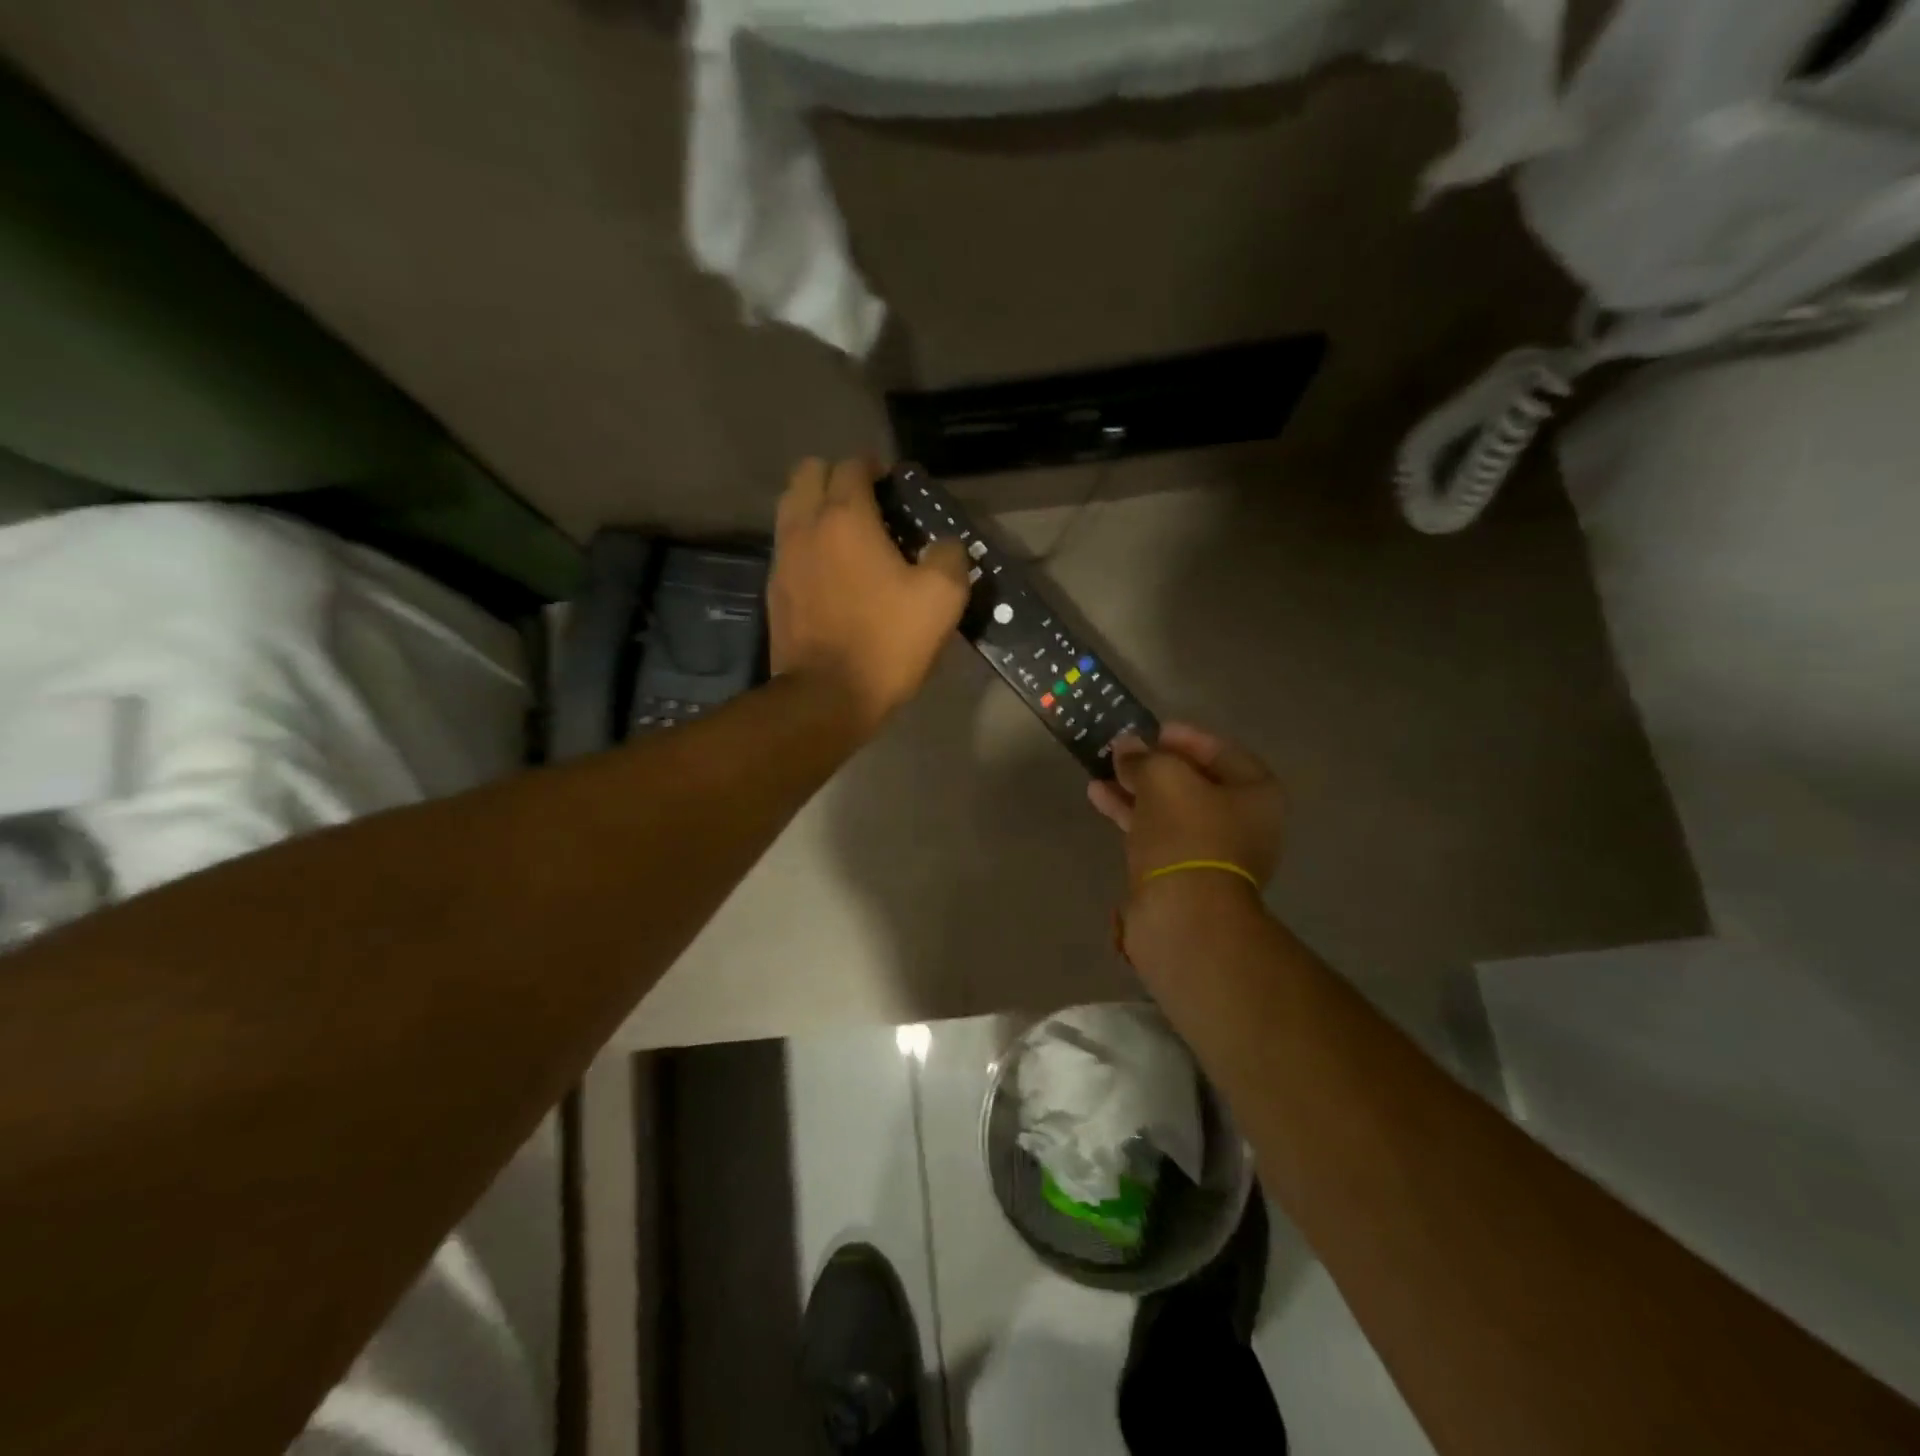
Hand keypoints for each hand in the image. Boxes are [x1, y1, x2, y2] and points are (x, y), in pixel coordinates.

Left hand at [769, 458, 969, 734]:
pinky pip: (787, 545)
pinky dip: (806, 541)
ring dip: (816, 506)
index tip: (894, 485)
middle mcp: (805, 526)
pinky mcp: (774, 590)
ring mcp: (782, 558)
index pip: (852, 466)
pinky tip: (830, 570)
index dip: (875, 467)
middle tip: (867, 504)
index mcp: (845, 518)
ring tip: (847, 535)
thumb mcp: (942, 599)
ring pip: (791, 506)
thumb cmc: (886, 642)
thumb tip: (943, 544)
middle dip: (837, 477)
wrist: (828, 697)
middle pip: (808, 473)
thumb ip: (949, 556)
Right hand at [1088, 724, 1283, 941]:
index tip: (1153, 729)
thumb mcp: (1163, 779)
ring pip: (1170, 809)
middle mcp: (1242, 822)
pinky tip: (1100, 798)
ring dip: (1137, 789)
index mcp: (1256, 794)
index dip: (1186, 736)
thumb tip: (1126, 746)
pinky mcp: (1183, 875)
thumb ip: (1144, 757)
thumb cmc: (1187, 834)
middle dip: (1155, 764)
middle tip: (1124, 750)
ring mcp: (1212, 852)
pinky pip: (1157, 834)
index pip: (1222, 751)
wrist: (1183, 916)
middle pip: (1195, 782)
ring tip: (1102, 771)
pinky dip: (1132, 815)